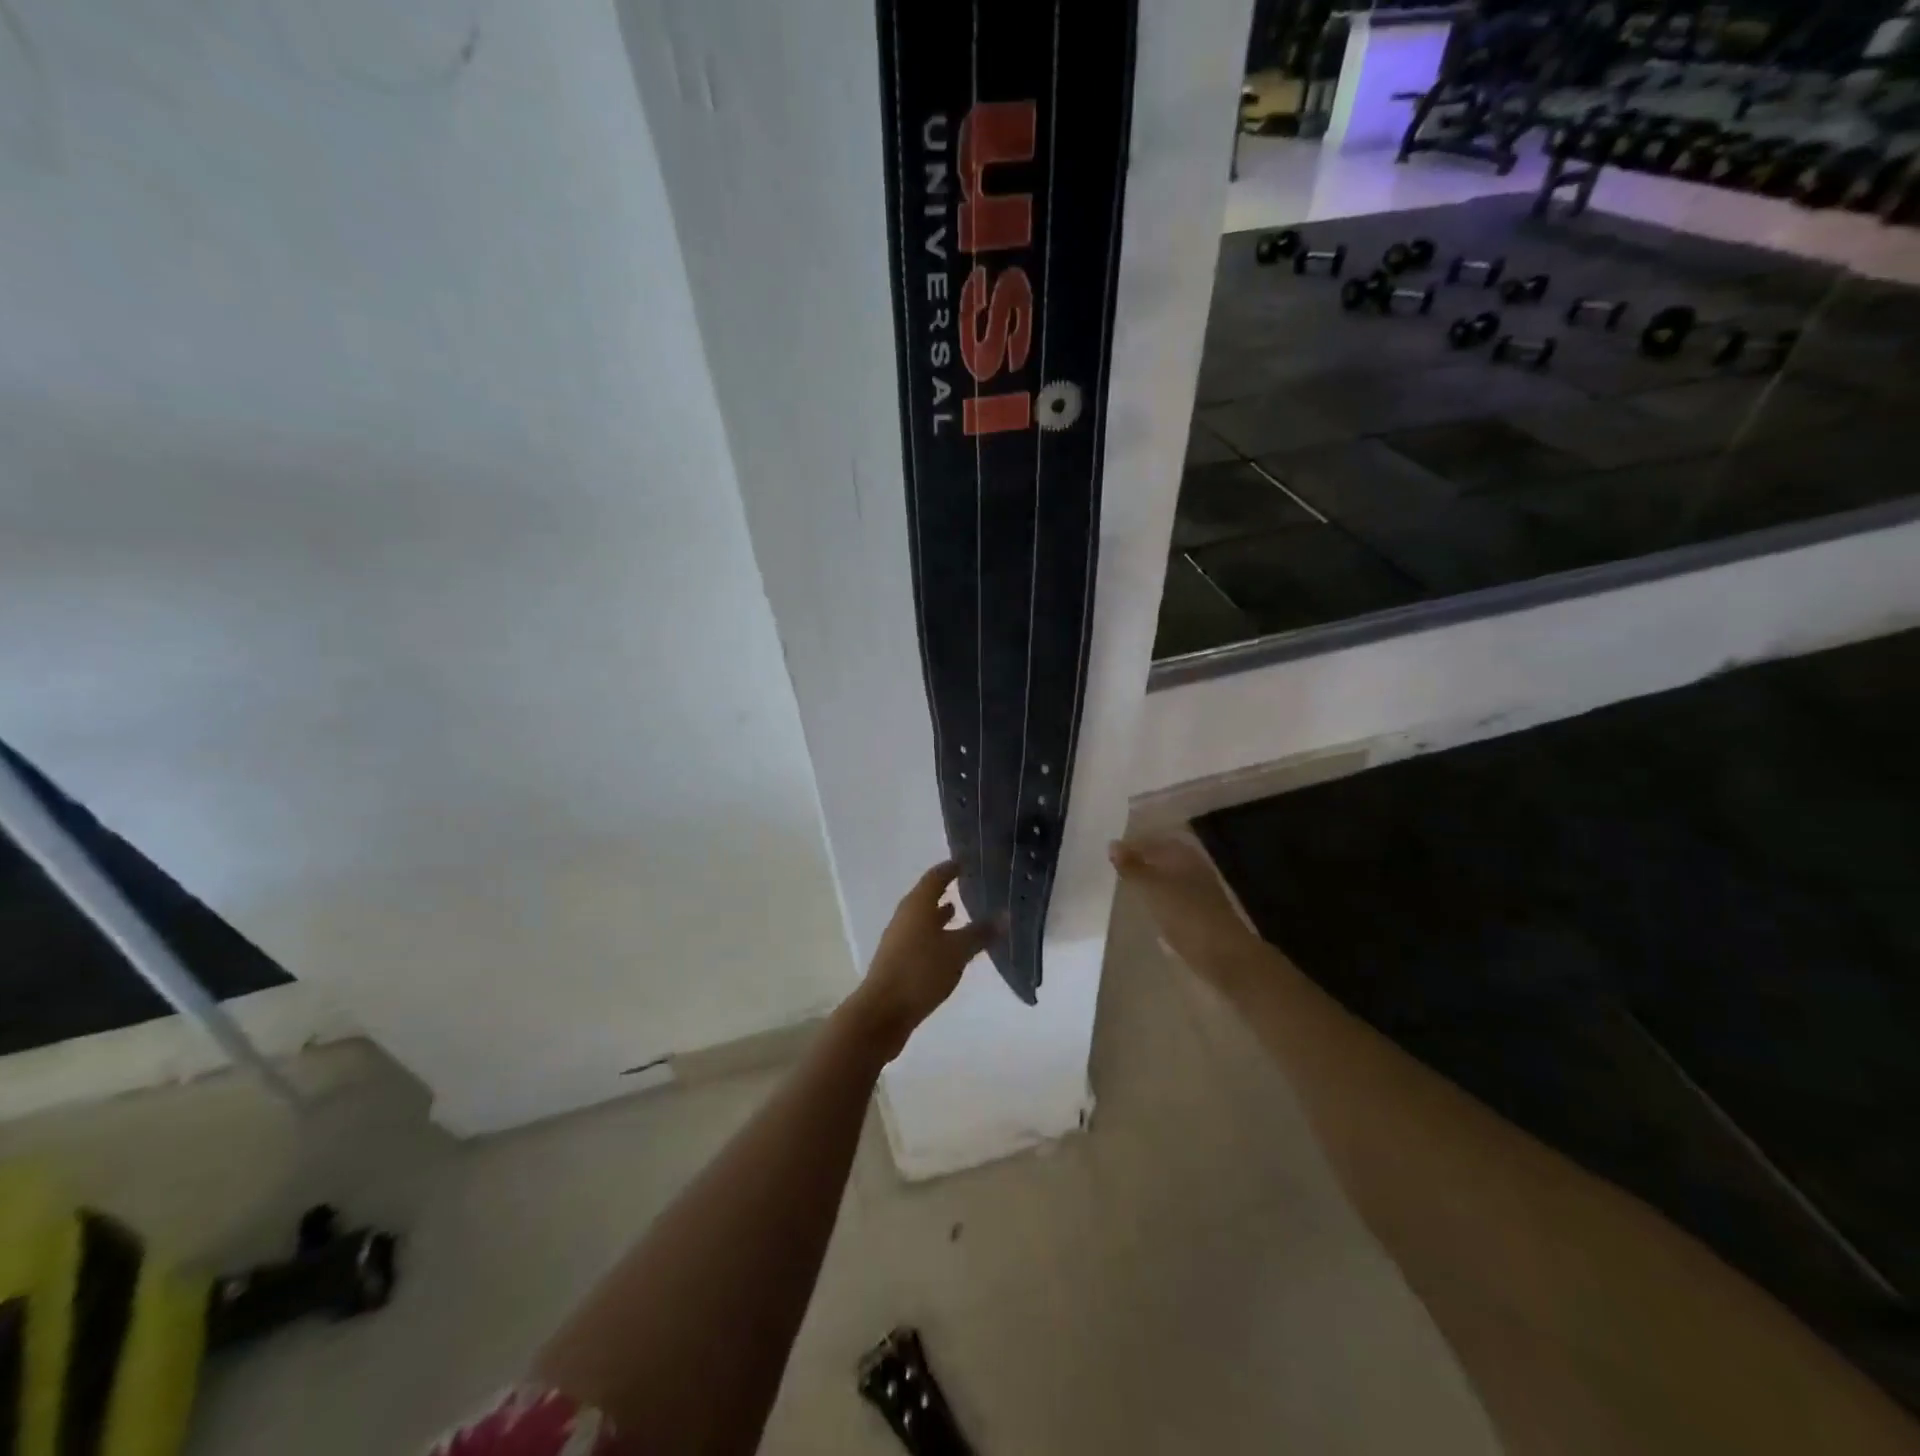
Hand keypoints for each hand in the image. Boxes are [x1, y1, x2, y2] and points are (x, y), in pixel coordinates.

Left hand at [845, 861, 999, 1058]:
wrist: (883, 1011)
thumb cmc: (921, 971)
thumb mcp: (957, 951)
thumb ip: (981, 932)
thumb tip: (1005, 915)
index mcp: (917, 904)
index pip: (936, 876)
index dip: (951, 868)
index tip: (967, 862)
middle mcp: (905, 915)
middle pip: (926, 895)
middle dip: (946, 890)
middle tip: (968, 885)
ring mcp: (898, 938)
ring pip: (922, 917)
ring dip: (939, 913)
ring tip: (960, 912)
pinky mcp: (897, 959)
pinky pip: (920, 936)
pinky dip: (935, 933)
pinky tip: (948, 946)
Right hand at [1109, 834, 1259, 988]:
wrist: (1223, 956)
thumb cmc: (1185, 914)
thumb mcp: (1151, 888)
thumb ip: (1131, 867)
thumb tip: (1112, 844)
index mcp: (1184, 855)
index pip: (1155, 840)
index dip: (1133, 845)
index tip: (1110, 855)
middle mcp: (1194, 869)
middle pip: (1163, 859)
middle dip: (1141, 863)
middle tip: (1115, 871)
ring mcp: (1199, 893)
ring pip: (1168, 880)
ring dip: (1149, 883)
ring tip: (1126, 890)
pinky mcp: (1200, 916)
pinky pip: (1174, 900)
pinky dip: (1158, 901)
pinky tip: (1147, 911)